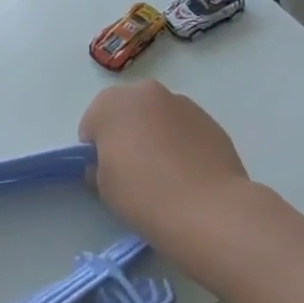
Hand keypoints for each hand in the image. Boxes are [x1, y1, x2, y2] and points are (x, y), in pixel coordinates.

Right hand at [78, 81, 259, 246]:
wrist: (208, 210)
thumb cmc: (143, 194)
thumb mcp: (103, 186)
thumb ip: (99, 166)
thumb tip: (108, 165)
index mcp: (111, 103)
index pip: (92, 123)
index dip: (96, 150)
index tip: (106, 173)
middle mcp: (146, 92)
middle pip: (127, 113)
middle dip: (126, 134)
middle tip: (133, 170)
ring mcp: (182, 104)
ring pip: (158, 118)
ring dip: (155, 135)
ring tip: (166, 174)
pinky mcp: (210, 120)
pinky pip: (184, 129)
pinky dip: (182, 143)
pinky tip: (189, 174)